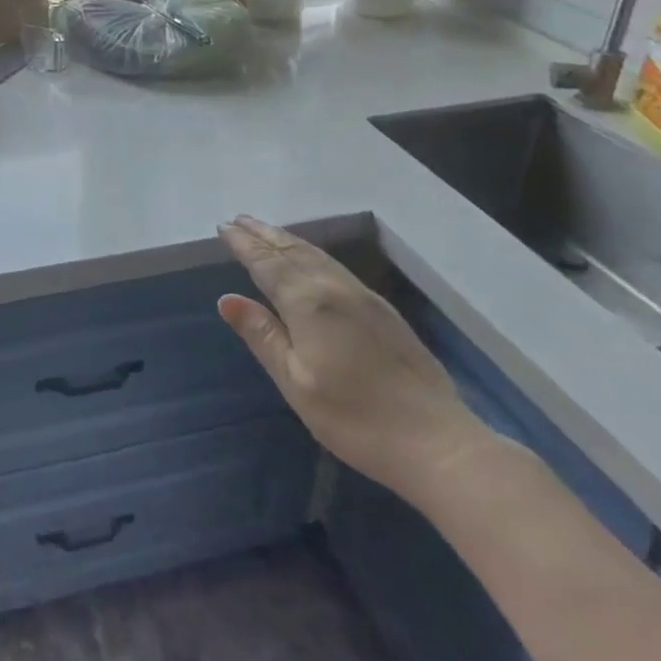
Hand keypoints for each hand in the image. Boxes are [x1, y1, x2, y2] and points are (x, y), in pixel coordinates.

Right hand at [216, 216, 492, 503]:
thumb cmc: (355, 418)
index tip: (223, 227)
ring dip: (286, 239)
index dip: (244, 245)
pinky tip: (308, 258)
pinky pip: (333, 265)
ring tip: (265, 230)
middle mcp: (334, 288)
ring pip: (316, 255)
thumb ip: (262, 336)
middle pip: (292, 251)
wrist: (437, 441)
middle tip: (238, 219)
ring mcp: (362, 296)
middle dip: (263, 234)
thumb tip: (227, 300)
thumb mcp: (296, 383)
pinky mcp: (382, 310)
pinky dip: (310, 252)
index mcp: (308, 303)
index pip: (267, 264)